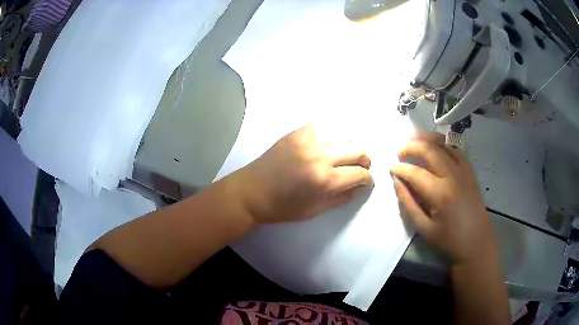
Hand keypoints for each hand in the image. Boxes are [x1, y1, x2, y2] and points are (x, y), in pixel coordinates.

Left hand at [236, 124, 373, 223]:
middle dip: (365, 161)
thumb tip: (361, 186)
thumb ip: (343, 197)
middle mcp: (320, 155)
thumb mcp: (315, 210)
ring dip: (352, 146)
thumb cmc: (283, 207)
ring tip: (348, 156)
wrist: (252, 191)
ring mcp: (309, 139)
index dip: (368, 179)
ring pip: (345, 135)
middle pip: (358, 150)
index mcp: (324, 180)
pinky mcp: (299, 131)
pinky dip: (335, 135)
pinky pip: (327, 127)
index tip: (367, 181)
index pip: (360, 174)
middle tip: (360, 169)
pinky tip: (332, 145)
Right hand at [390, 132, 494, 263]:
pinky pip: (456, 149)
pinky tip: (435, 146)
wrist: (477, 241)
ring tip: (414, 139)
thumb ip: (408, 203)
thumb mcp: (424, 228)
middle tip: (399, 150)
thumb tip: (397, 181)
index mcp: (440, 194)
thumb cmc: (449, 239)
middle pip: (430, 150)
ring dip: (427, 138)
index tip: (391, 168)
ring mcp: (464, 170)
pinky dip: (443, 143)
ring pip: (444, 144)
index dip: (400, 168)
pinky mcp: (470, 171)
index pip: (416, 172)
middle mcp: (453, 176)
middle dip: (412, 146)